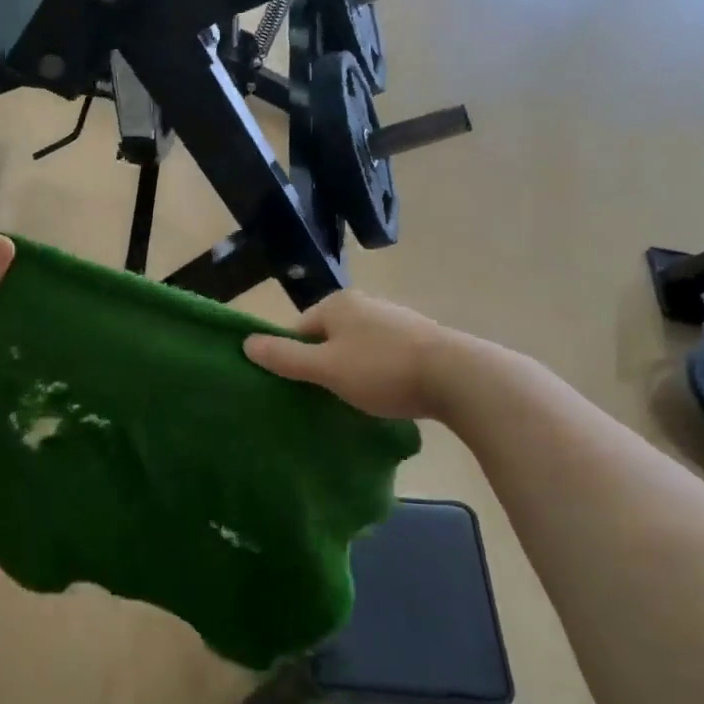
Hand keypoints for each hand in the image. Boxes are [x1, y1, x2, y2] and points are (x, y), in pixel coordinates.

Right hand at [242, 289, 490, 422]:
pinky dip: (379, 373)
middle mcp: (365, 304)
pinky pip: (384, 355)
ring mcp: (395, 320)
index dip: (295, 359)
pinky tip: (387, 393)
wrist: (458, 377)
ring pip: (357, 348)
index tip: (302, 388)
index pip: (299, 330)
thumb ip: (285, 358)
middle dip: (324, 366)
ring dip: (352, 371)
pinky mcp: (420, 339)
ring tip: (357, 400)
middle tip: (327, 397)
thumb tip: (245, 343)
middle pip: (328, 338)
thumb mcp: (325, 368)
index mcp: (337, 304)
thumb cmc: (382, 369)